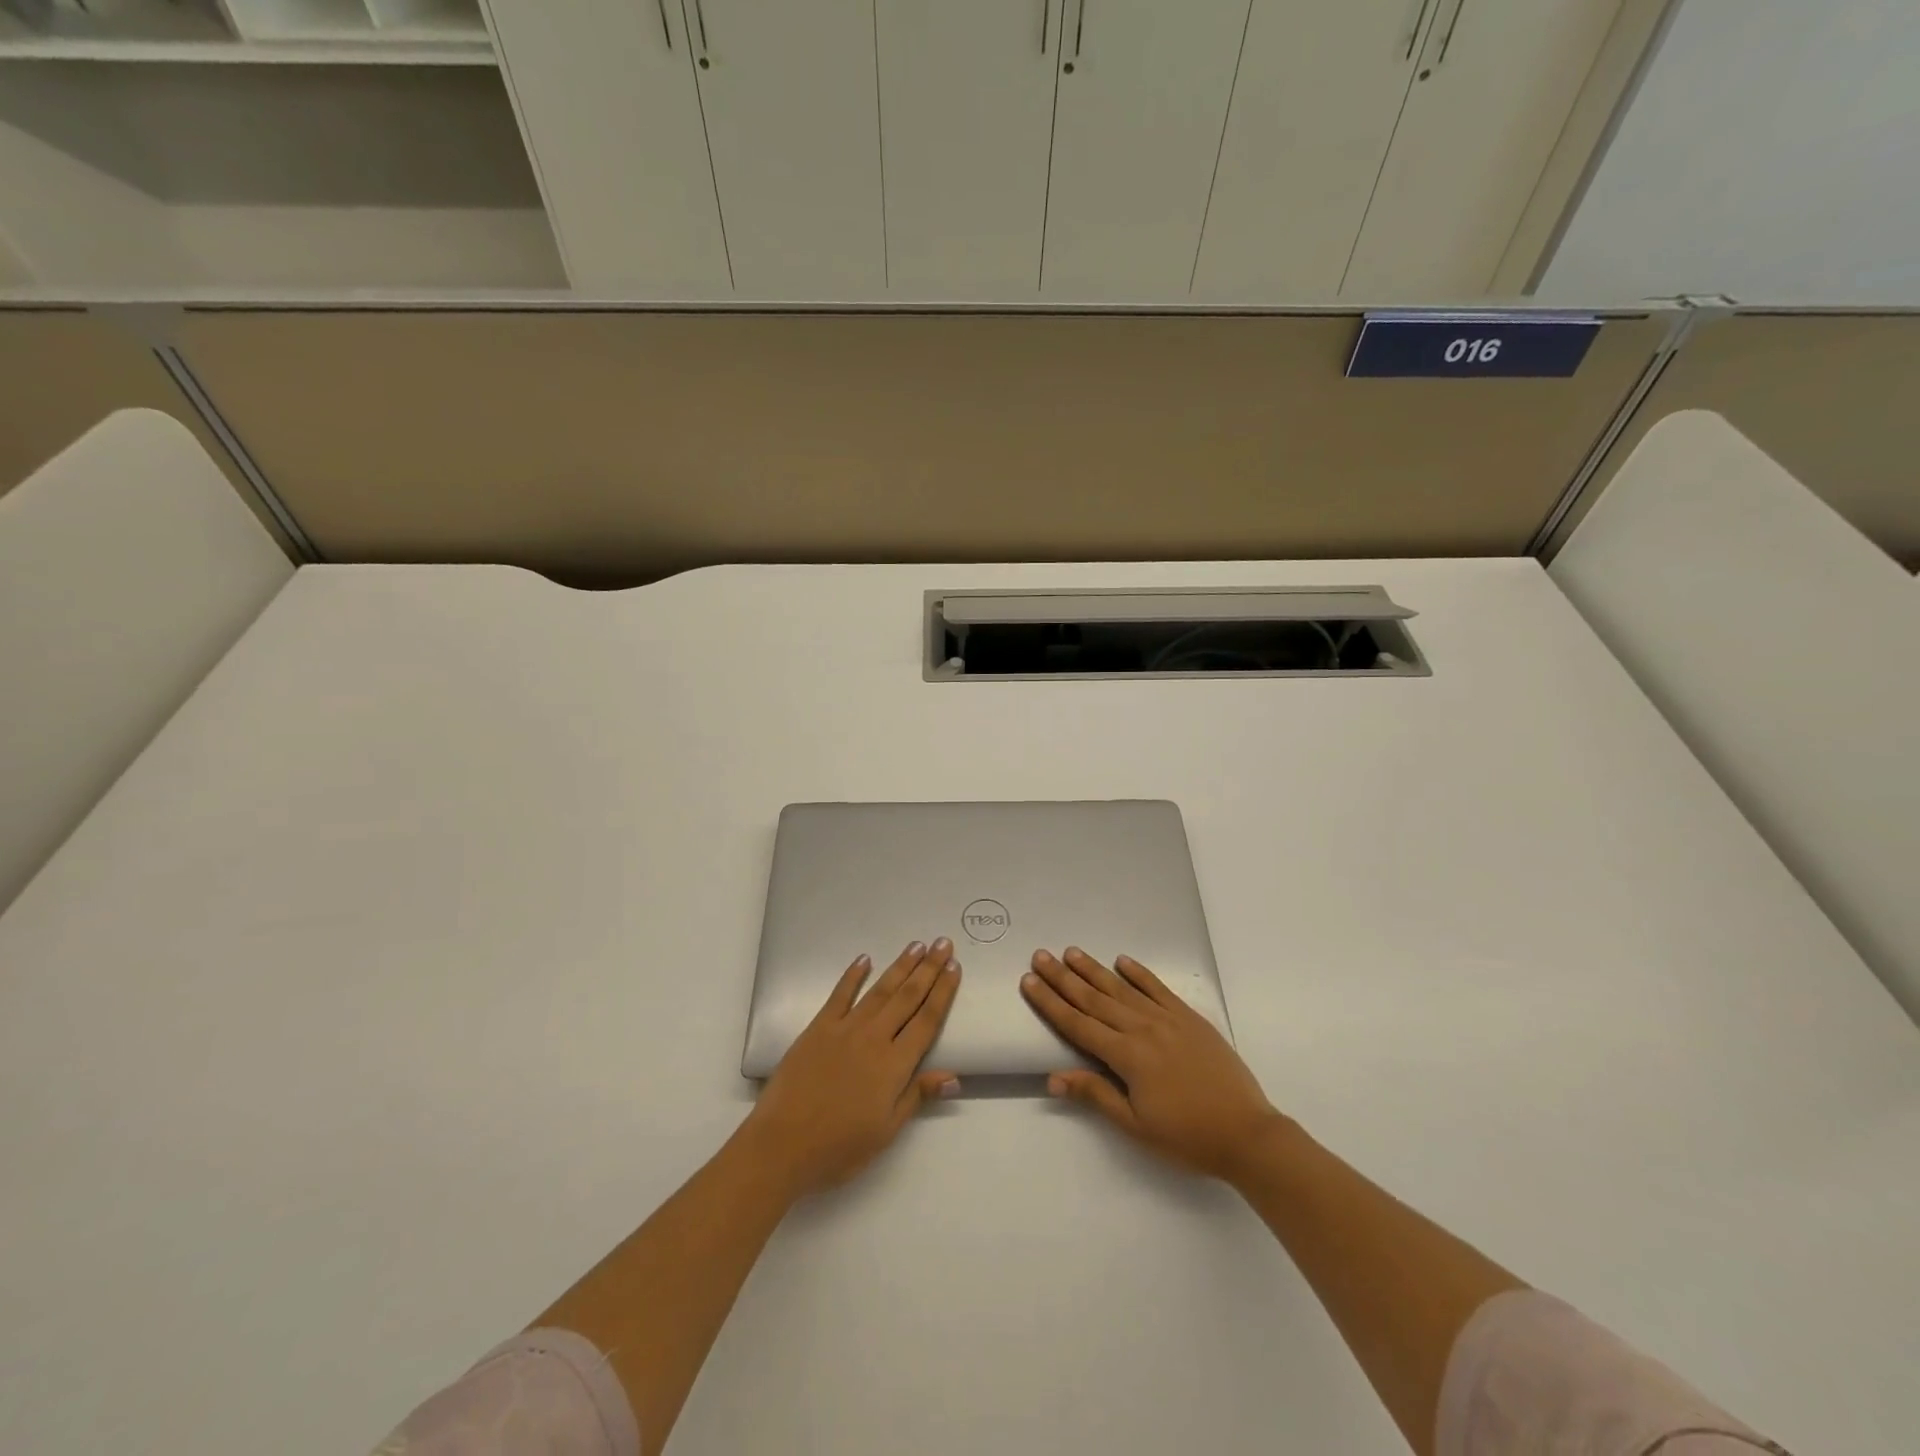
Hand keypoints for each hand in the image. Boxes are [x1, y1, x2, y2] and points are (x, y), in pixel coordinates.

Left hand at [744, 938, 961, 1198]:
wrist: (782, 1144)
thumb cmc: (839, 1147)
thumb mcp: (886, 1131)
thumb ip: (917, 1096)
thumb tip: (953, 1076)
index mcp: (894, 1065)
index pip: (926, 1020)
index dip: (943, 993)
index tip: (954, 968)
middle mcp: (874, 1038)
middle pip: (908, 997)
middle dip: (928, 969)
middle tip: (943, 943)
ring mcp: (845, 1029)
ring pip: (880, 990)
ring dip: (900, 966)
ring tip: (917, 945)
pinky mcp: (819, 1027)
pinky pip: (840, 995)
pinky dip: (853, 975)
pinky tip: (865, 959)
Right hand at [1022, 947, 1282, 1181]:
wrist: (1247, 1134)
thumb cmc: (1187, 1137)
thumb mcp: (1136, 1126)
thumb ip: (1096, 1094)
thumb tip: (1053, 1078)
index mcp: (1127, 1056)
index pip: (1078, 1024)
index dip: (1050, 1003)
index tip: (1029, 981)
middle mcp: (1142, 1028)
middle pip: (1094, 999)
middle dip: (1064, 978)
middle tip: (1040, 955)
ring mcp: (1167, 1019)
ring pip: (1122, 989)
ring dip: (1094, 970)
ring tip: (1071, 952)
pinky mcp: (1189, 1018)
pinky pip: (1158, 988)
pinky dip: (1139, 973)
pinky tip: (1122, 960)